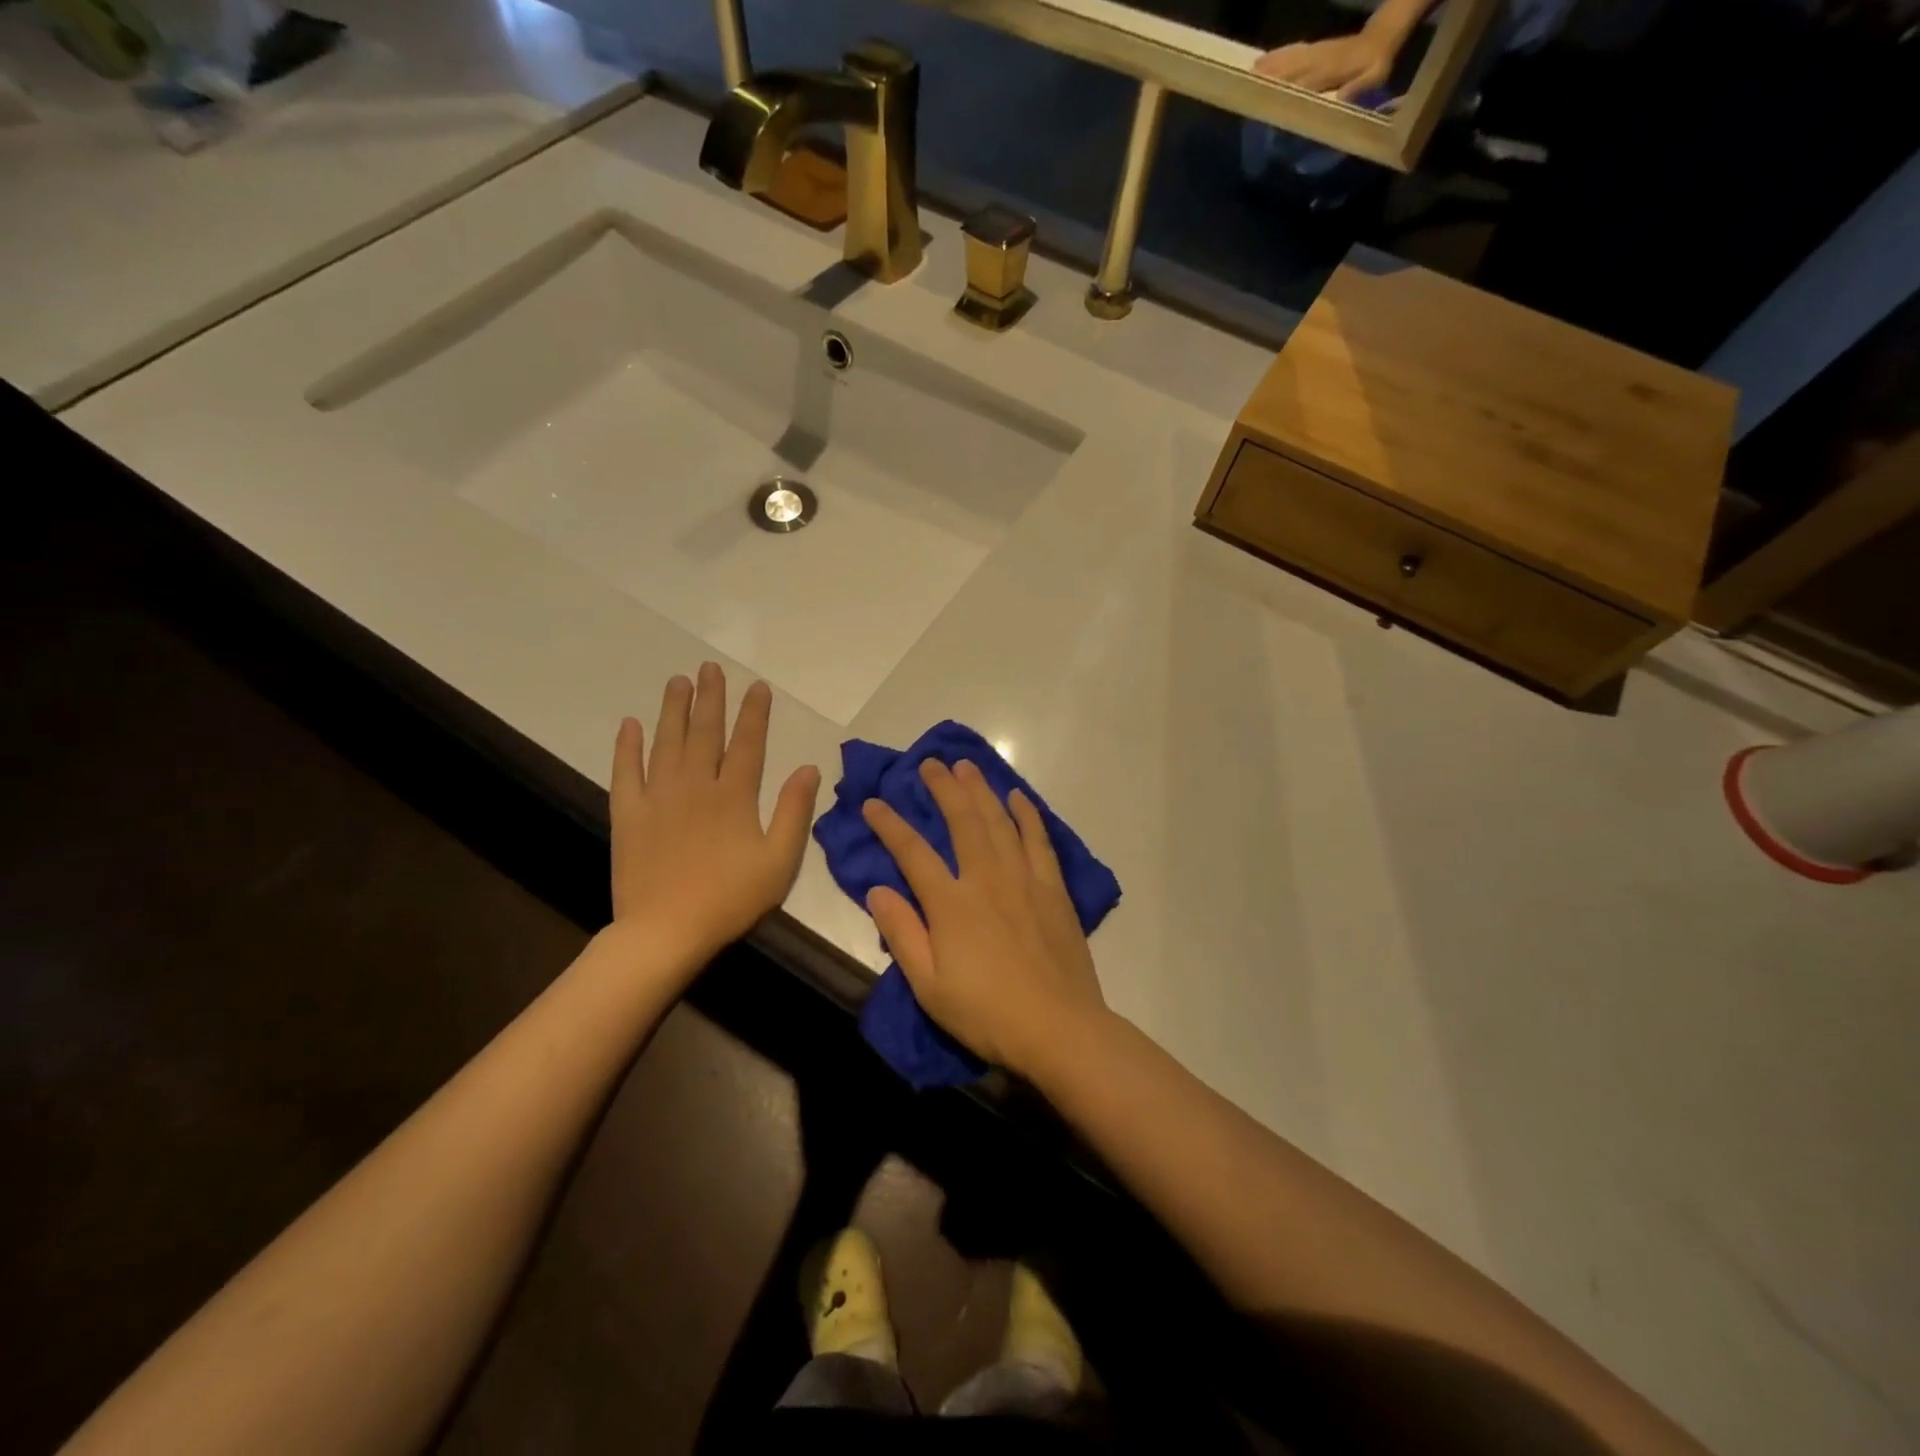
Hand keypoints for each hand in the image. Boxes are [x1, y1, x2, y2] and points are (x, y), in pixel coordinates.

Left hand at [610, 664, 820, 970]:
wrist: (666, 931)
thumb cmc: (730, 899)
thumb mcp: (779, 861)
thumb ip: (794, 811)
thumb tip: (809, 768)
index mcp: (734, 796)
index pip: (748, 743)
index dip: (754, 713)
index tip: (757, 686)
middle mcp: (696, 785)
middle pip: (705, 732)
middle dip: (710, 698)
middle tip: (710, 667)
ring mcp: (658, 797)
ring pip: (667, 742)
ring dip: (673, 709)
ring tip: (678, 681)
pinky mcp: (629, 814)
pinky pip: (626, 772)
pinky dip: (627, 746)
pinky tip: (629, 724)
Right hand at [861, 759, 1105, 1079]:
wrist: (1059, 1028)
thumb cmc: (987, 1013)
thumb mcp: (929, 985)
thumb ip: (902, 933)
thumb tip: (878, 889)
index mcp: (951, 904)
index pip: (912, 853)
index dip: (890, 825)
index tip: (873, 803)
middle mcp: (987, 879)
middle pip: (962, 821)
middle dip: (942, 789)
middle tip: (929, 763)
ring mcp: (1024, 879)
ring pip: (999, 821)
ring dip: (981, 790)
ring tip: (967, 766)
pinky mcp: (1053, 888)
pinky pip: (1039, 840)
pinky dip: (1028, 815)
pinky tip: (1018, 798)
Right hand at [1253, 28, 1397, 100]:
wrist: (1382, 36)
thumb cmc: (1376, 64)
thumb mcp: (1373, 77)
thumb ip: (1358, 86)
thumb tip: (1340, 98)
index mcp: (1332, 69)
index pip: (1306, 82)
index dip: (1289, 90)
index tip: (1270, 100)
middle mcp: (1320, 59)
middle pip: (1292, 68)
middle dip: (1272, 77)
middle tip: (1249, 86)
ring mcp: (1316, 51)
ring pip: (1290, 58)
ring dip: (1270, 64)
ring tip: (1251, 72)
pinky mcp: (1314, 47)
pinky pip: (1293, 50)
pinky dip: (1278, 54)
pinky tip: (1265, 59)